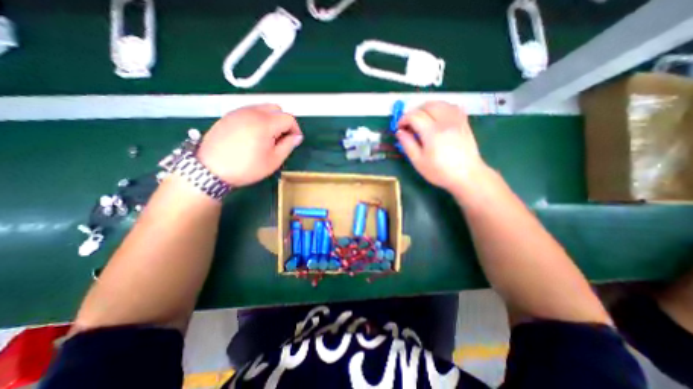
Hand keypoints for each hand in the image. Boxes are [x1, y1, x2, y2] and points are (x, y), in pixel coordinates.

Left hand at [196, 105, 301, 186]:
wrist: (210, 170)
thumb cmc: (246, 168)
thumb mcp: (273, 160)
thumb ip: (288, 146)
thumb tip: (297, 137)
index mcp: (265, 123)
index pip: (289, 118)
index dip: (296, 129)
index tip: (294, 140)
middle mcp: (252, 112)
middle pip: (277, 108)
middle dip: (284, 121)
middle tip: (282, 138)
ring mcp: (239, 112)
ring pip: (263, 107)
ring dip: (272, 119)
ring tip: (268, 137)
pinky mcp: (229, 115)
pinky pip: (250, 111)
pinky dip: (258, 119)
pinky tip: (254, 134)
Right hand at [398, 102, 488, 195]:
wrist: (467, 175)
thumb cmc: (440, 172)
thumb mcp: (418, 161)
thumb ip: (407, 144)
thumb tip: (399, 132)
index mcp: (432, 133)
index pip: (414, 116)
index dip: (403, 119)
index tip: (399, 128)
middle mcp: (445, 121)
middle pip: (427, 105)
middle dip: (414, 112)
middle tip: (409, 124)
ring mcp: (457, 120)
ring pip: (440, 103)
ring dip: (427, 108)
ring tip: (421, 121)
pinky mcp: (464, 122)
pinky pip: (451, 107)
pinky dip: (440, 108)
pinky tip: (436, 118)